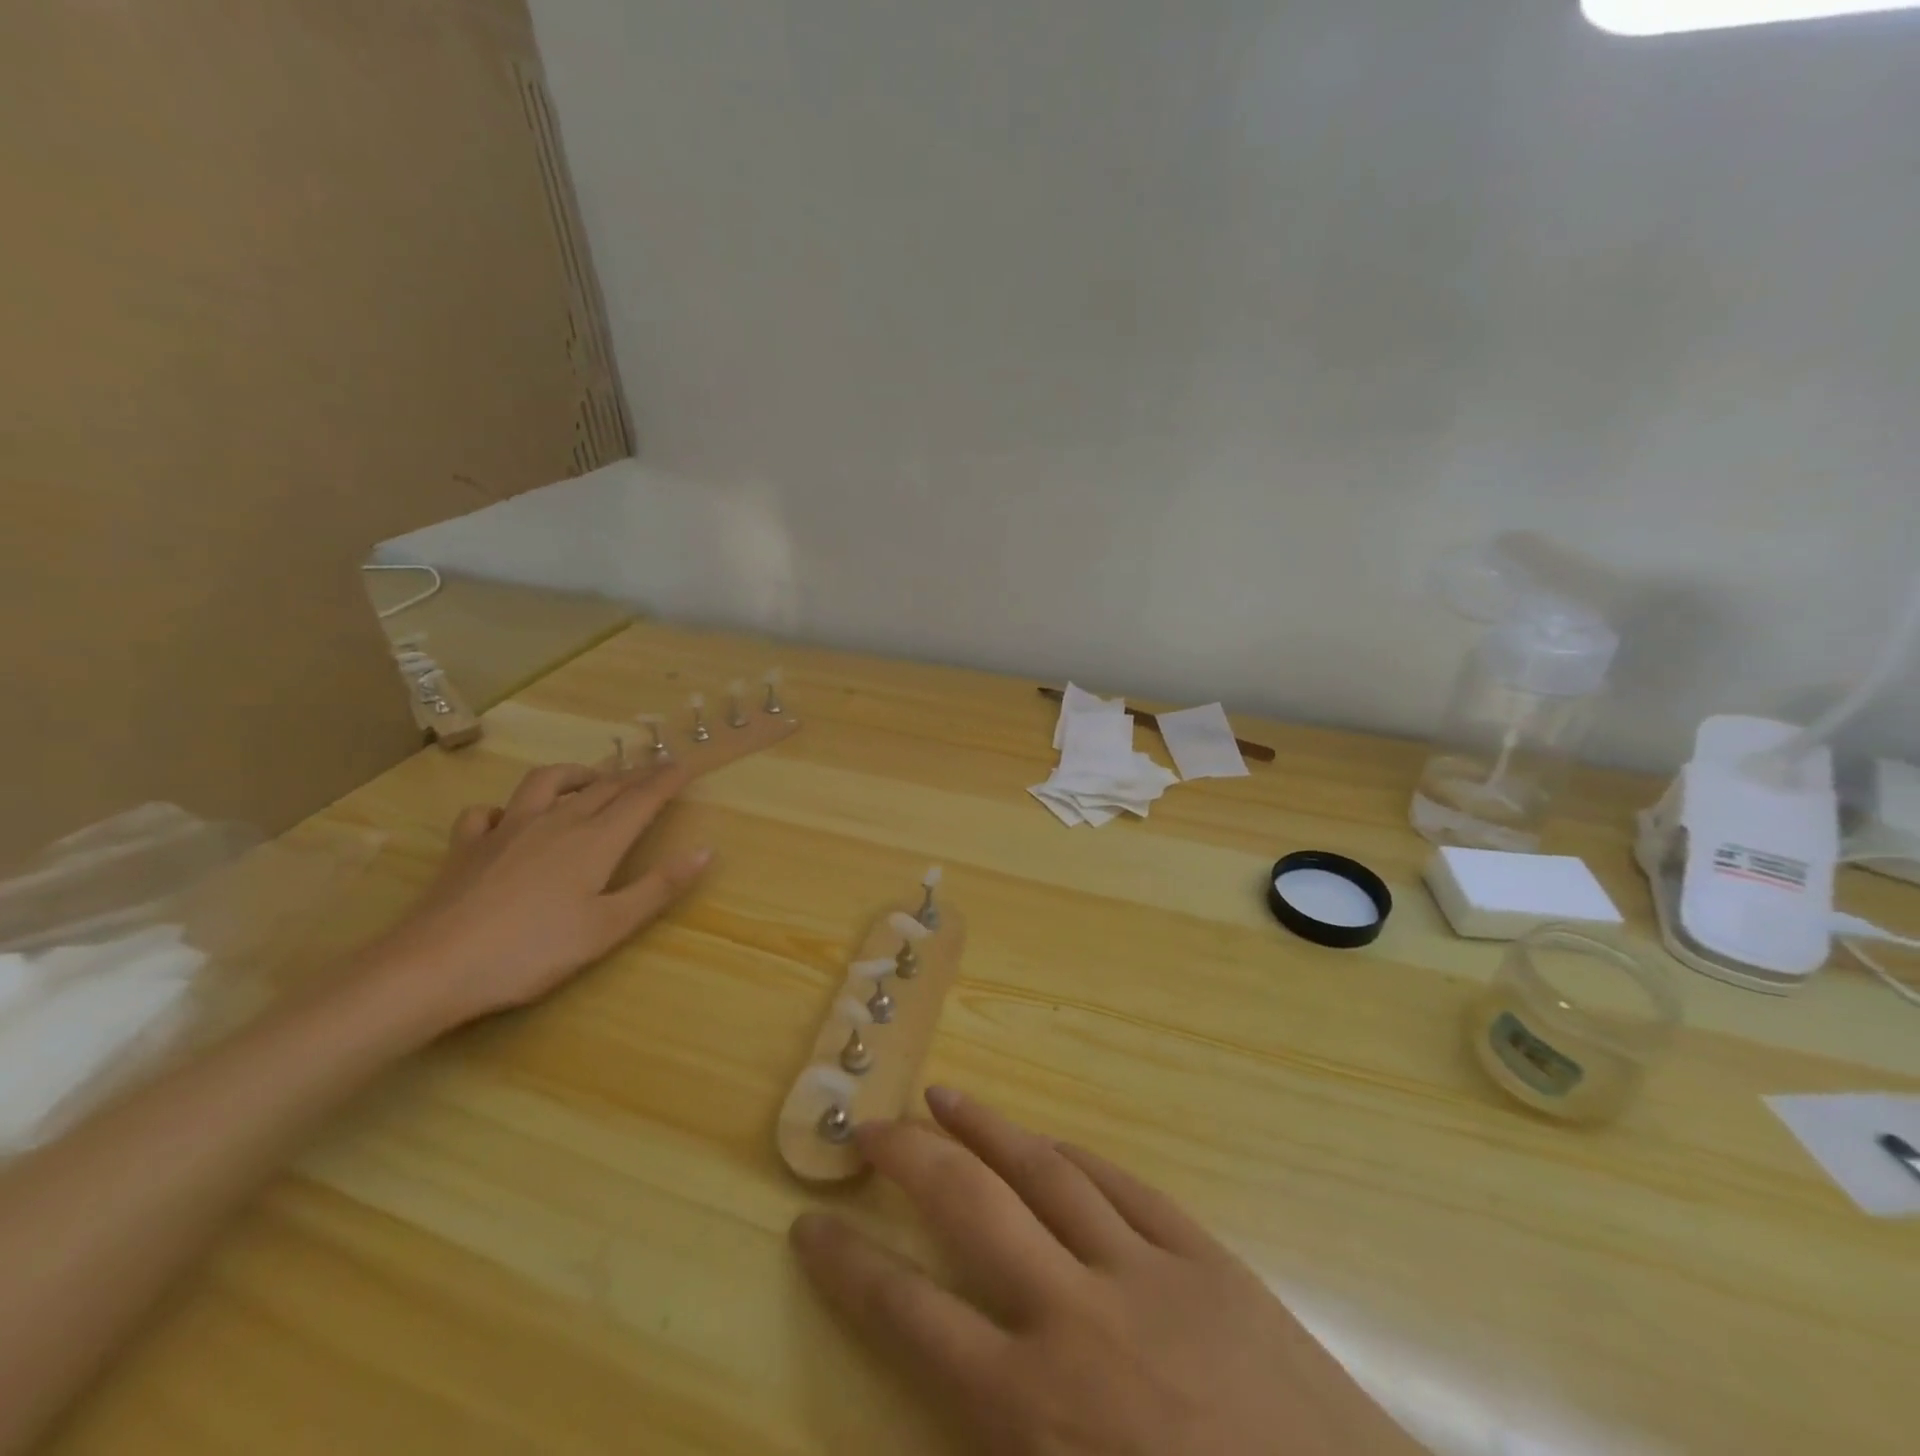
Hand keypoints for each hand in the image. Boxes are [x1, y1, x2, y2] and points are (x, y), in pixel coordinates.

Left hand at [364, 761, 710, 1033]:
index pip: (641, 799)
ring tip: (591, 779)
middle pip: (603, 787)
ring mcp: (506, 829)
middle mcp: (556, 823)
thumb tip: (706, 851)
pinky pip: (488, 812)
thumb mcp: (607, 928)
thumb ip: (657, 887)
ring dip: (576, 775)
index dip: (666, 780)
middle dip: (634, 775)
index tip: (686, 765)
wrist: (431, 967)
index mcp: (595, 841)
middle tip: (655, 769)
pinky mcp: (467, 845)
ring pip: (546, 783)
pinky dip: (505, 809)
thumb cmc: (531, 951)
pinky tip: (507, 819)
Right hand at [791, 1089, 1421, 1455]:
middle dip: (909, 1159)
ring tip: (945, 1096)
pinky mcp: (1207, 1259)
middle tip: (869, 1125)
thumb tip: (941, 1412)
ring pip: (1045, 1172)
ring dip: (987, 1130)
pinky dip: (1076, 1158)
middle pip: (969, 1207)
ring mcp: (1147, 1274)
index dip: (849, 1266)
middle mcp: (1076, 1317)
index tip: (810, 1224)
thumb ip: (991, 1450)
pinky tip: (1051, 1142)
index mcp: (1033, 1410)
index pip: (909, 1314)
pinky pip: (1124, 1188)